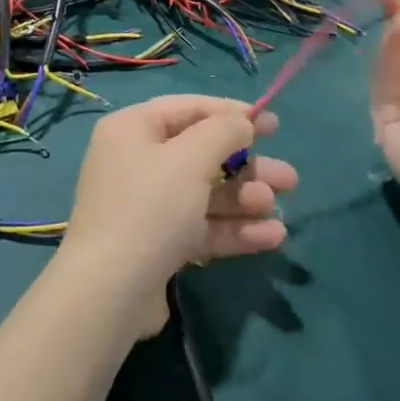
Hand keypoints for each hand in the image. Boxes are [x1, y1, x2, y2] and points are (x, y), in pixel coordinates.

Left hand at [62, 95, 294, 335]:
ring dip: (244, 198)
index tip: (273, 125)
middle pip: (201, 154)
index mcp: (132, 130)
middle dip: (247, 165)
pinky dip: (233, 228)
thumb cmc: (150, 207)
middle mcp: (136, 161)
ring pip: (205, 193)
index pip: (188, 109)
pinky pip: (201, 227)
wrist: (110, 292)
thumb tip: (241, 123)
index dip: (232, 113)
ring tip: (276, 208)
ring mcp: (146, 206)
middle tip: (289, 178)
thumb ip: (222, 132)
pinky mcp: (158, 244)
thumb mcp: (190, 158)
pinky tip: (272, 237)